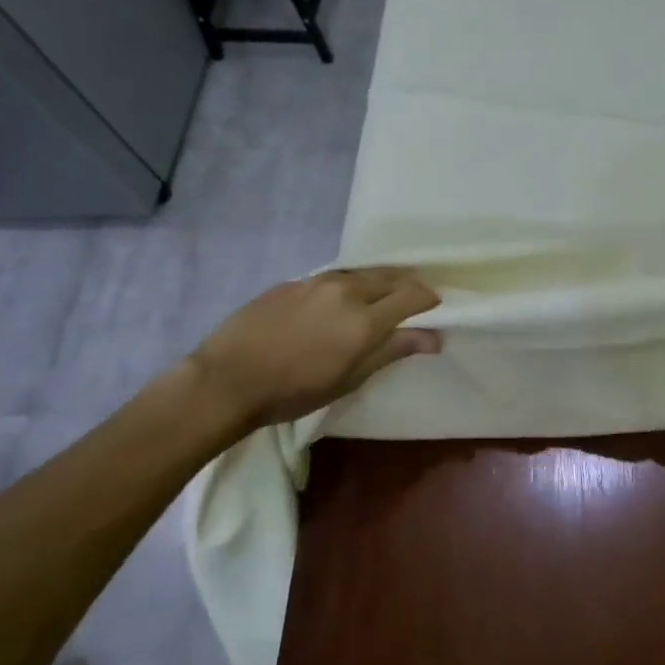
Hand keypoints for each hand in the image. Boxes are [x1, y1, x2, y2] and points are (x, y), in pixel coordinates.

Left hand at [183, 267, 441, 434]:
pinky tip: (338, 303)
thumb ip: (393, 350)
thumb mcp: (350, 378)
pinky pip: (333, 278)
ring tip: (380, 298)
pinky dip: (348, 286)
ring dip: (379, 282)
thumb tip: (434, 337)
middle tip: (414, 302)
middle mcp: (346, 290)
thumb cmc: (295, 390)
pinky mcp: (292, 282)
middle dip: (408, 286)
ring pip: (361, 274)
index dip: (430, 300)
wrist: (227, 379)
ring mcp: (317, 282)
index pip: (413, 295)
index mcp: (365, 318)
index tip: (436, 309)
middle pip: (391, 277)